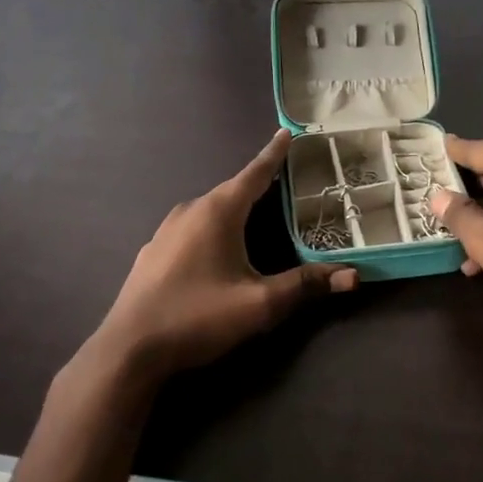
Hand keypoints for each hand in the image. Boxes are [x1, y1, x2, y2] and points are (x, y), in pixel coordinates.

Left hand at [96, 131, 357, 380]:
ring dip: (234, 208)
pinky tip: (217, 249)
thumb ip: (305, 285)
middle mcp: (190, 211)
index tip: (286, 132)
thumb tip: (353, 276)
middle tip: (287, 181)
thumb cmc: (198, 316)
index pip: (254, 173)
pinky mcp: (153, 252)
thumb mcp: (260, 303)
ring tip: (257, 214)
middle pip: (232, 190)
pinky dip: (212, 227)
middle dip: (259, 184)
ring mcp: (166, 231)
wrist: (129, 349)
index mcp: (218, 212)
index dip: (273, 154)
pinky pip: (191, 227)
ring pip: (209, 209)